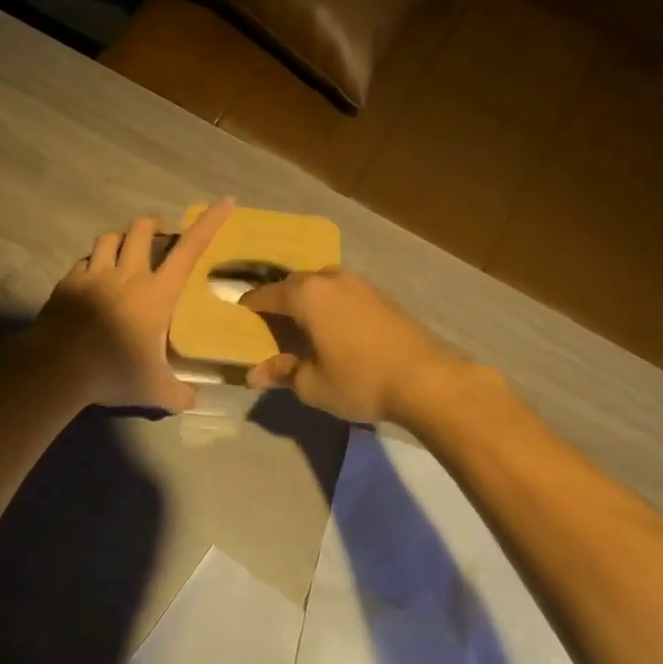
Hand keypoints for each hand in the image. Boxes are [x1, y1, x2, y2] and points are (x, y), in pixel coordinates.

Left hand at [31, 198, 235, 410]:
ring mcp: (94, 275)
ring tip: (123, 252)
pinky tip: (92, 279)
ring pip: (108, 238)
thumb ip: (177, 395)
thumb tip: (194, 403)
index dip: (209, 223)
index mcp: (156, 293)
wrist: (57, 368)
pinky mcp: (67, 283)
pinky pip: (83, 262)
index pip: (189, 250)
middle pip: (141, 229)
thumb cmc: (113, 372)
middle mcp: (126, 275)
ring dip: (120, 240)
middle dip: (153, 225)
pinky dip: (92, 264)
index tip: (224, 202)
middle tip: (159, 235)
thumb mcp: (153, 390)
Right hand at [238, 268, 474, 424]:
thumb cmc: (359, 380)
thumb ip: (282, 373)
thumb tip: (254, 374)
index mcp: (306, 295)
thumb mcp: (312, 384)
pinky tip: (331, 327)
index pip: (266, 295)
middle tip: (268, 325)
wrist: (424, 379)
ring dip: (306, 301)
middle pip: (293, 285)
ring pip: (320, 285)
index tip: (238, 316)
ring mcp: (358, 283)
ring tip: (300, 326)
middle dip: (278, 302)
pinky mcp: (379, 295)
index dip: (249, 306)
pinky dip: (328, 305)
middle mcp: (329, 279)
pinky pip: (341, 293)